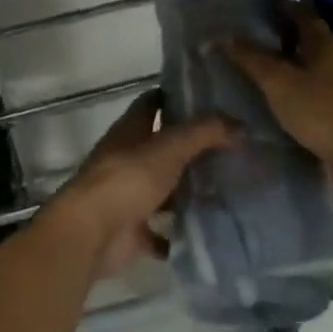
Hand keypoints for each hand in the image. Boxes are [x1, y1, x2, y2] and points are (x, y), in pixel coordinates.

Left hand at [45, 91, 236, 279]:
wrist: (92, 233)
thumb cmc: (128, 179)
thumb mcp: (170, 147)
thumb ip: (204, 134)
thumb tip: (240, 125)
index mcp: (130, 130)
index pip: (152, 102)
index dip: (175, 97)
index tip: (208, 98)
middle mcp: (126, 158)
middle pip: (161, 147)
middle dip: (190, 148)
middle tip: (230, 148)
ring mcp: (127, 195)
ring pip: (162, 189)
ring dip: (185, 191)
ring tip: (226, 190)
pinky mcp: (131, 230)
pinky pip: (159, 231)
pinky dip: (177, 234)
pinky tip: (205, 233)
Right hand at [225, 4, 332, 199]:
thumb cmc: (321, 109)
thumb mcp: (278, 81)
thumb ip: (251, 58)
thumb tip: (225, 36)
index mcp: (323, 41)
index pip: (300, 12)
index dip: (279, 6)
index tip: (254, 6)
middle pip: (304, 39)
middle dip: (278, 38)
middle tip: (246, 39)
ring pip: (308, 67)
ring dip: (286, 66)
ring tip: (255, 70)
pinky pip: (313, 92)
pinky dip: (294, 91)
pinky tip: (275, 100)